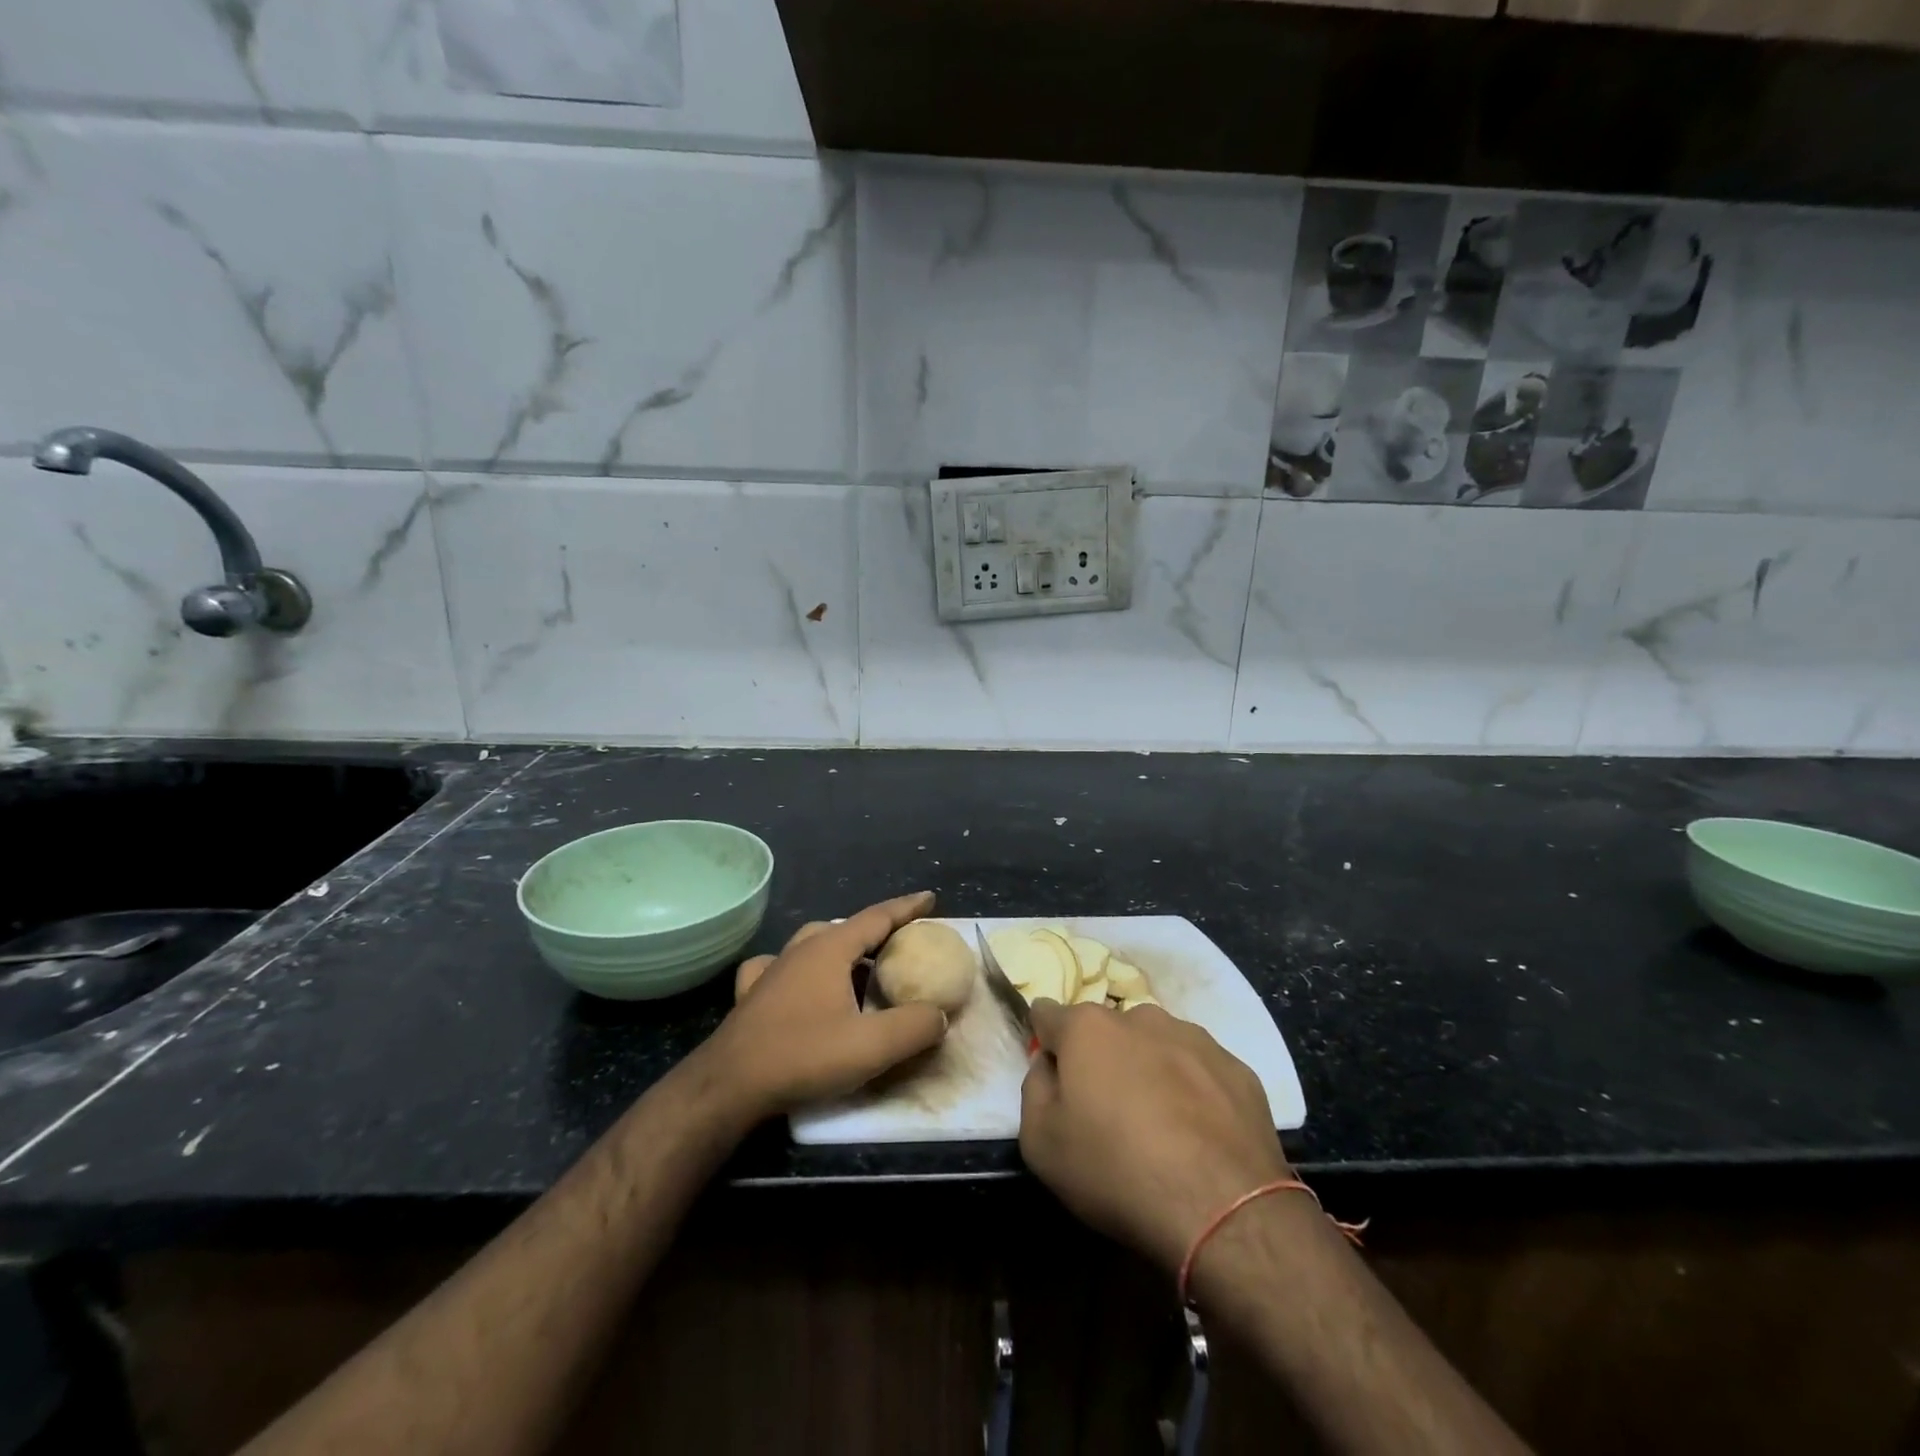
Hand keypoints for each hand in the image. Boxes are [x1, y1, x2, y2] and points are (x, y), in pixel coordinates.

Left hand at [697, 891, 948, 1120]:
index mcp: (830, 950)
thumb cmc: (802, 1056)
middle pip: (846, 928)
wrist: (728, 1086)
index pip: (877, 917)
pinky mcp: (752, 995)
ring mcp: (772, 970)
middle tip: (899, 944)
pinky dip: (798, 967)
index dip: (906, 908)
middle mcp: (800, 950)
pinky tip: (798, 982)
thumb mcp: (871, 1047)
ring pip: (813, 943)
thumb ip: (913, 1027)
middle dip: (875, 930)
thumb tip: (938, 1015)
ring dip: (840, 947)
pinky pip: (780, 966)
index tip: (929, 899)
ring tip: (858, 966)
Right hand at [1018, 1000, 1289, 1273]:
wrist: (1224, 1209)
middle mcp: (1141, 1018)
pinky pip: (1200, 1070)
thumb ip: (1034, 1089)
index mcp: (1088, 1028)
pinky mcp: (1237, 1068)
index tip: (1052, 1073)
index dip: (1045, 1041)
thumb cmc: (1116, 1170)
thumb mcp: (1041, 1143)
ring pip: (1156, 1045)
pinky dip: (1192, 1091)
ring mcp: (1195, 1038)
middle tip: (1107, 1112)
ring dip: (1148, 1070)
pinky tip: (1198, 1137)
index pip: (1048, 1014)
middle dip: (1101, 1059)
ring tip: (1158, 1127)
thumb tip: (1048, 1066)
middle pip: (1107, 1030)